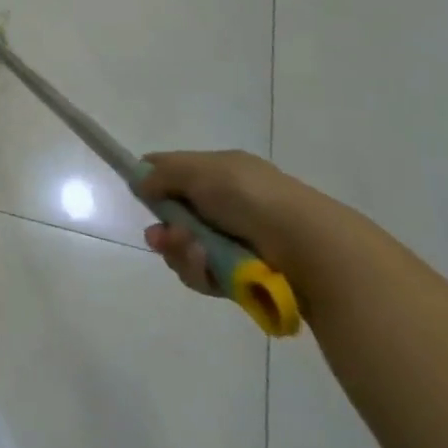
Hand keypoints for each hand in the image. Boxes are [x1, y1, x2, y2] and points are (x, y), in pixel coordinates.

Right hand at [136, 150, 330, 295]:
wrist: (308, 247)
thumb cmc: (251, 197)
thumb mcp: (200, 171)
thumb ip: (164, 174)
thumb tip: (139, 181)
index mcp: (222, 172)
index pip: (178, 172)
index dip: (155, 181)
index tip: (138, 193)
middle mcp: (228, 205)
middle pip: (178, 217)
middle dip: (165, 229)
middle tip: (160, 238)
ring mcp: (236, 242)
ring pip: (189, 249)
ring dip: (183, 252)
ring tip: (195, 254)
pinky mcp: (242, 277)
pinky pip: (207, 276)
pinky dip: (203, 273)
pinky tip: (210, 269)